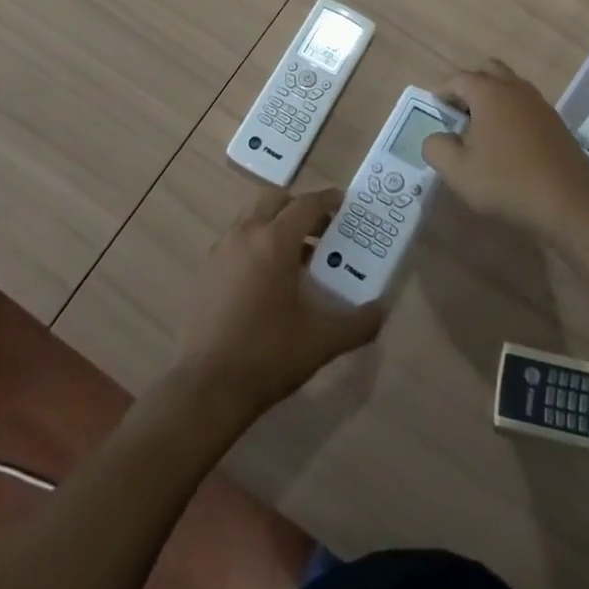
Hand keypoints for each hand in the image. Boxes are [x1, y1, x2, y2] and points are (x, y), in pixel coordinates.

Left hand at [176, 188, 384, 417]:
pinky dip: (256, 243)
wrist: (206, 388)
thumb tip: (381, 310)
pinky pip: (236, 240)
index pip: (306, 204)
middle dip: (299, 207)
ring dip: (275, 223)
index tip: (344, 204)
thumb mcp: (321, 341)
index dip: (328, 200)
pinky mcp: (206, 270)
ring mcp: (221, 250)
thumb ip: (357, 323)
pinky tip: (267, 279)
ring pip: (252, 217)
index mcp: (274, 242)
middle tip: (321, 229)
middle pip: (275, 200)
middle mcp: (245, 234)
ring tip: (296, 256)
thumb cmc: (268, 355)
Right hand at [422, 60, 588, 242]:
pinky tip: (508, 145)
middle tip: (458, 115)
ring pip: (510, 87)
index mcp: (489, 92)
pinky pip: (525, 106)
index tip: (435, 113)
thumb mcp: (458, 171)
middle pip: (488, 71)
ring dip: (493, 100)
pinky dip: (512, 115)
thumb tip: (436, 137)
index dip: (442, 94)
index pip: (458, 79)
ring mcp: (539, 103)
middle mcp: (515, 88)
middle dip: (470, 87)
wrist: (571, 203)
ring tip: (481, 132)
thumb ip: (436, 148)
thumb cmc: (507, 182)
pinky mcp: (555, 122)